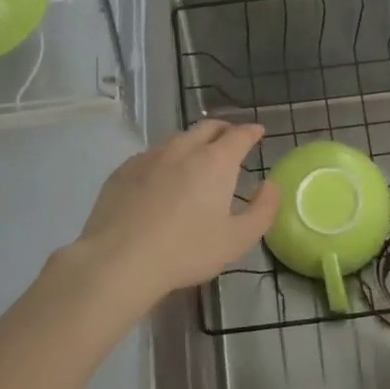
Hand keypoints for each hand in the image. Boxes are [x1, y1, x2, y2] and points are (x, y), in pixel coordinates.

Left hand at [72, 120, 279, 308]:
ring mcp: (149, 157)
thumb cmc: (185, 251)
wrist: (119, 260)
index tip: (257, 132)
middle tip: (231, 139)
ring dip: (193, 142)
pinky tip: (161, 177)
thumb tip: (270, 186)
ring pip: (177, 139)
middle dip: (224, 129)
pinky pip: (151, 155)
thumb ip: (262, 211)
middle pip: (207, 127)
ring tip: (197, 157)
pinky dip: (165, 159)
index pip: (239, 135)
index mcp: (215, 162)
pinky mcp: (123, 170)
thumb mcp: (237, 241)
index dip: (251, 131)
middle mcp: (182, 149)